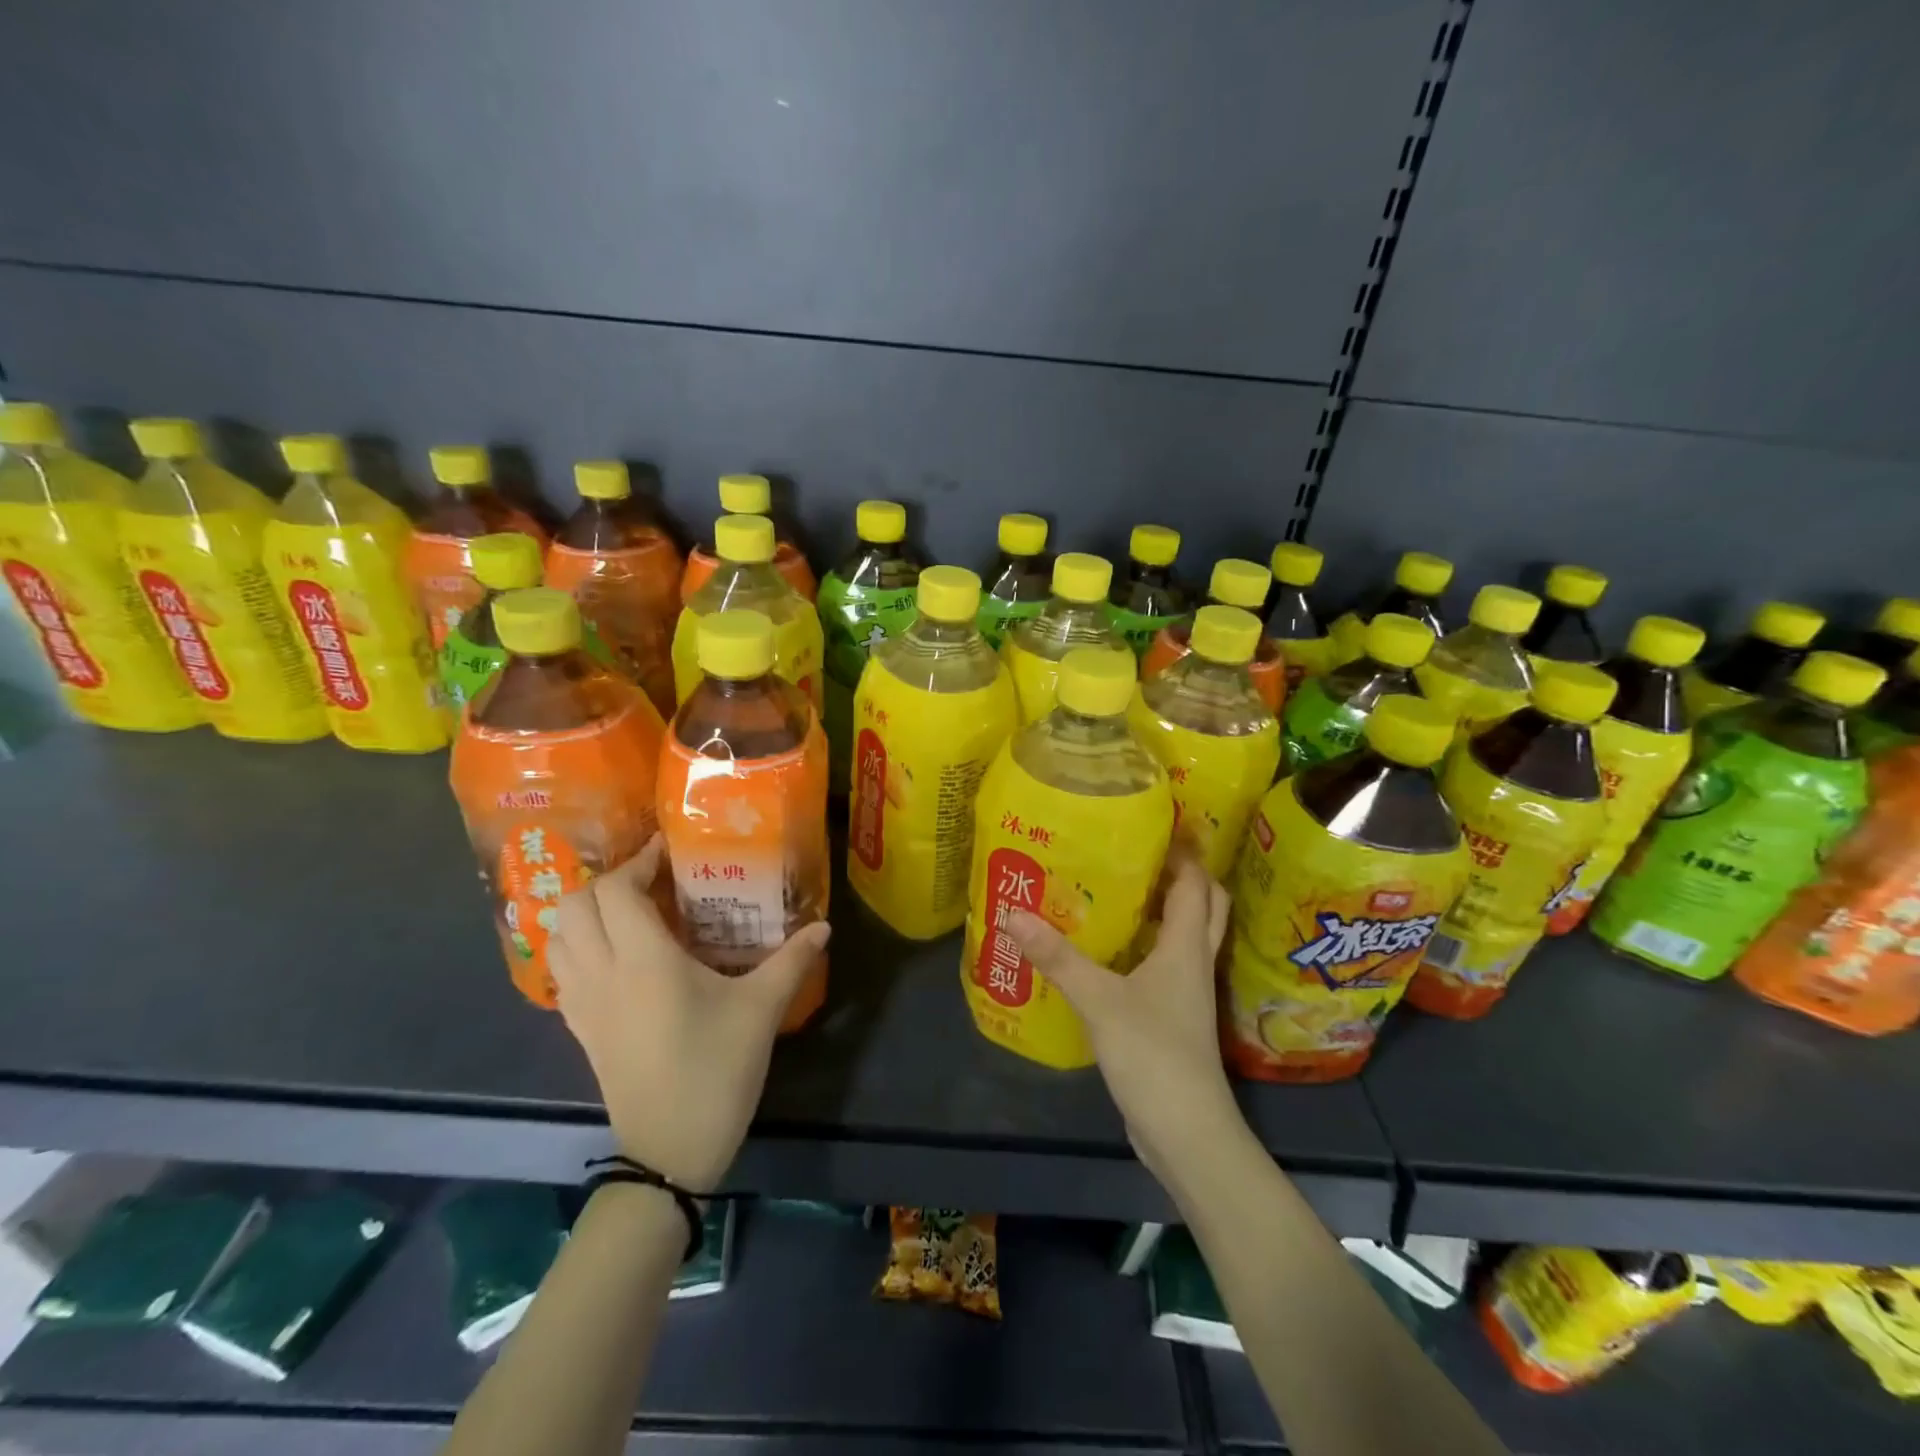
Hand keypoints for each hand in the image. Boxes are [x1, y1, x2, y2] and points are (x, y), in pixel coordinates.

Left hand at [547, 835, 830, 1190]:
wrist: (668, 1152)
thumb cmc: (716, 1070)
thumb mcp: (761, 1011)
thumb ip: (791, 960)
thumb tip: (824, 926)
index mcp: (644, 960)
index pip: (617, 890)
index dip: (638, 861)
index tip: (669, 852)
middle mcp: (603, 973)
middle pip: (576, 905)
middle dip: (609, 880)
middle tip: (651, 878)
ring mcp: (584, 1004)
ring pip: (559, 936)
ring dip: (586, 911)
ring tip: (629, 909)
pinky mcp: (581, 1029)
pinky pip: (563, 970)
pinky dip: (578, 945)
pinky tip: (615, 953)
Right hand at [1008, 845, 1241, 1190]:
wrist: (1186, 1132)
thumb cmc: (1152, 1055)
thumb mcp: (1099, 1000)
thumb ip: (1058, 957)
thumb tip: (1013, 913)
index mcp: (1186, 947)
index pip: (1196, 884)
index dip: (1183, 851)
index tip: (1154, 823)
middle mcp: (1194, 962)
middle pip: (1204, 905)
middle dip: (1182, 874)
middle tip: (1140, 851)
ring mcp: (1187, 993)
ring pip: (1185, 936)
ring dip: (1166, 909)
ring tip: (1122, 887)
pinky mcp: (1173, 1017)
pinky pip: (1166, 965)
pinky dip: (1148, 945)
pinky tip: (1112, 947)